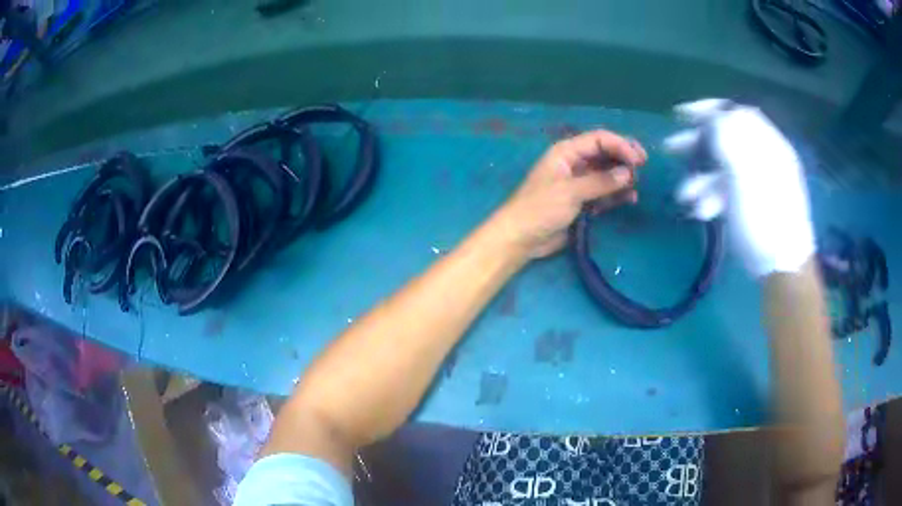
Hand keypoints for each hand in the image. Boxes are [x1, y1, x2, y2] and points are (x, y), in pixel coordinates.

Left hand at [495, 130, 646, 258]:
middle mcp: (575, 163)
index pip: (599, 139)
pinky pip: (605, 193)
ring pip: (607, 173)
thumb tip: (629, 174)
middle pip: (605, 153)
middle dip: (624, 157)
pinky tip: (631, 198)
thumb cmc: (540, 208)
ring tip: (637, 184)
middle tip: (644, 165)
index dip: (620, 145)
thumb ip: (600, 182)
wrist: (521, 238)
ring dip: (623, 176)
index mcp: (566, 152)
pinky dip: (617, 194)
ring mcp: (580, 183)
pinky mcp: (583, 202)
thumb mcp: (570, 192)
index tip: (638, 159)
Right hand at [665, 99, 814, 276]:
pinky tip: (702, 212)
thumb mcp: (747, 174)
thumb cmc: (766, 217)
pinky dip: (713, 198)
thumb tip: (716, 117)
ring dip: (701, 179)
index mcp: (768, 145)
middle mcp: (764, 158)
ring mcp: (758, 182)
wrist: (783, 266)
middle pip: (727, 139)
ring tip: (684, 195)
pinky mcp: (751, 203)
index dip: (709, 110)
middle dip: (697, 143)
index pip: (737, 113)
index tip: (682, 114)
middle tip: (671, 148)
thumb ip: (730, 140)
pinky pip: (728, 191)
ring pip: (724, 169)